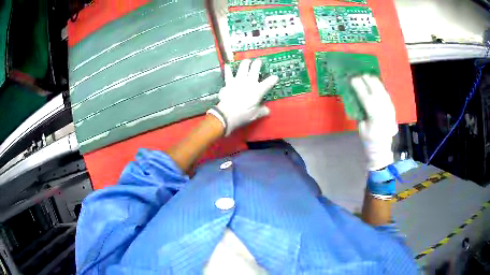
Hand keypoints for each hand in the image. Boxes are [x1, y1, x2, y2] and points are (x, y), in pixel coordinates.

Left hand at [207, 59, 278, 135]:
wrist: (226, 114)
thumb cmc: (243, 115)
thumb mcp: (255, 115)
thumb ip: (262, 111)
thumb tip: (267, 110)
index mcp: (258, 90)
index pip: (268, 83)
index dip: (273, 79)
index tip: (275, 77)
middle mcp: (249, 82)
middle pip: (255, 69)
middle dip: (258, 64)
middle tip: (259, 61)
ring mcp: (238, 81)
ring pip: (243, 68)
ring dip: (245, 63)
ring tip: (247, 60)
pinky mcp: (229, 83)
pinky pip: (228, 74)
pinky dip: (228, 70)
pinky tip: (227, 65)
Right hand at [351, 75, 397, 170]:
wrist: (382, 149)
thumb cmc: (369, 141)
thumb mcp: (361, 128)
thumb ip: (360, 112)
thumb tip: (356, 98)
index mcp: (375, 118)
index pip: (366, 99)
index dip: (359, 88)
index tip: (352, 79)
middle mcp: (385, 112)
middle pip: (377, 92)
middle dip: (368, 81)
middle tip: (360, 74)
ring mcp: (390, 110)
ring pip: (383, 92)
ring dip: (376, 82)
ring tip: (368, 75)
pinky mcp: (392, 110)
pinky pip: (387, 95)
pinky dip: (382, 88)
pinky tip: (377, 84)